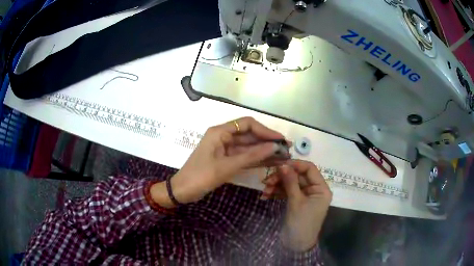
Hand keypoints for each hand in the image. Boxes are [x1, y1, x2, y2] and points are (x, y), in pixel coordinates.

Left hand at [151, 117, 286, 207]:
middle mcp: (224, 136)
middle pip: (250, 135)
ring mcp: (226, 149)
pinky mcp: (227, 159)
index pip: (247, 124)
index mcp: (220, 132)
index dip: (265, 130)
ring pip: (249, 147)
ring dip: (265, 152)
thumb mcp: (227, 166)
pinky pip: (244, 157)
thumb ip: (251, 156)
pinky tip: (271, 162)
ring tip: (283, 157)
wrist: (183, 191)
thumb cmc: (201, 176)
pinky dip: (257, 159)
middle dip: (268, 142)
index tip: (280, 139)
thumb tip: (274, 147)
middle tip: (287, 149)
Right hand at [263, 160, 331, 250]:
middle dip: (282, 177)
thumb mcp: (296, 201)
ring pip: (290, 183)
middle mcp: (314, 189)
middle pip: (297, 176)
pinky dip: (277, 192)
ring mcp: (304, 196)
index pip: (309, 169)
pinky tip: (266, 195)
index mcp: (321, 188)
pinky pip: (286, 192)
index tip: (279, 165)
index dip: (295, 165)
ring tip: (265, 190)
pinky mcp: (296, 201)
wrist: (296, 245)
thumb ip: (290, 182)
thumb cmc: (301, 223)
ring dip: (277, 185)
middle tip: (267, 181)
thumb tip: (283, 164)